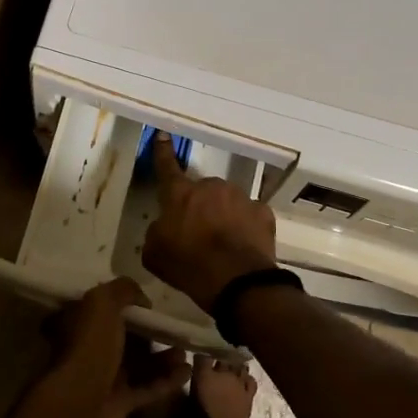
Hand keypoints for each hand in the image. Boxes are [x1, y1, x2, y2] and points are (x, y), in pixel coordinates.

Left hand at [32, 278, 190, 417]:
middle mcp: (90, 349)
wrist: (83, 403)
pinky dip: (166, 380)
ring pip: (139, 363)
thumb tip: (143, 298)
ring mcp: (105, 378)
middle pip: (125, 337)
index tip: (151, 302)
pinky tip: (186, 372)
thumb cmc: (92, 346)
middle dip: (150, 332)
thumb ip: (124, 290)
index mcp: (81, 323)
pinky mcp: (120, 402)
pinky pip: (147, 387)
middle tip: (173, 327)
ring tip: (184, 351)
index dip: (127, 303)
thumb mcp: (103, 302)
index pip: (104, 309)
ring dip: (162, 357)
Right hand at [141, 133, 277, 312]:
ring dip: (224, 216)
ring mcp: (240, 197)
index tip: (162, 135)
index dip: (162, 151)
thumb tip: (165, 226)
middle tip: (199, 235)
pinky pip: (250, 215)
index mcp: (180, 194)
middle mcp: (211, 187)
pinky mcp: (263, 212)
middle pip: (202, 192)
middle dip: (200, 207)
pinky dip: (246, 227)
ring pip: (227, 201)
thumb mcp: (154, 253)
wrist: (237, 282)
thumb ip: (157, 232)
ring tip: (224, 245)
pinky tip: (243, 246)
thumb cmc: (188, 265)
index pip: (166, 167)